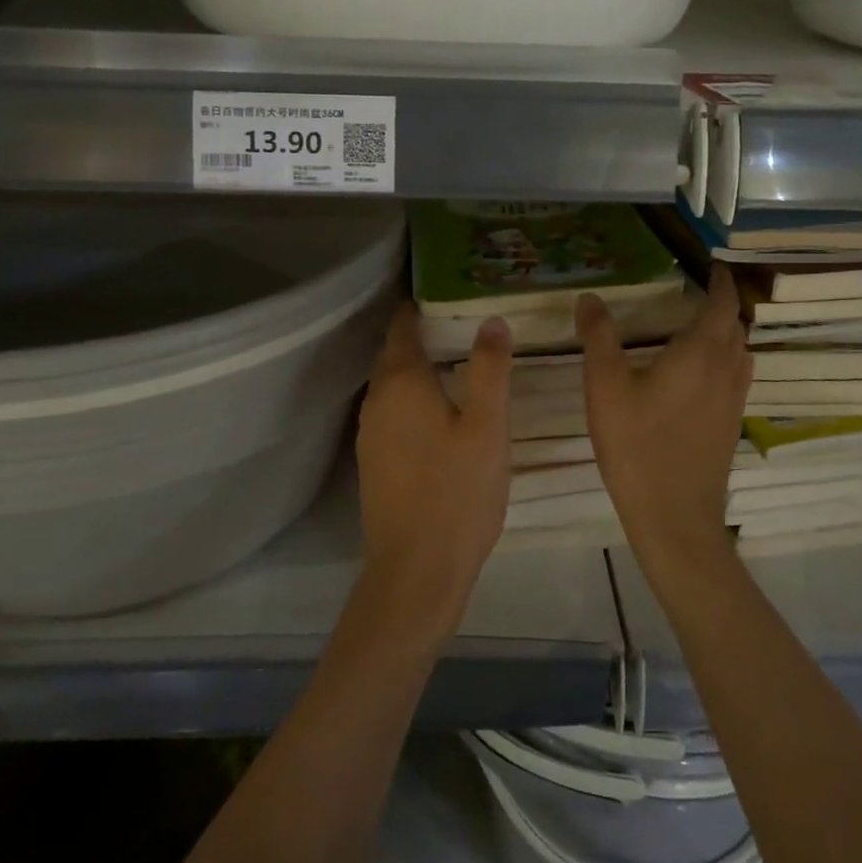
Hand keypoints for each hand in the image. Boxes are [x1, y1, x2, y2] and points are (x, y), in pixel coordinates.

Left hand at [354, 303, 512, 641]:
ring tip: (455, 361)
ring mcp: (370, 433)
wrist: (416, 571)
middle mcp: (377, 400)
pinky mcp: (374, 462)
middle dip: (419, 335)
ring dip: (416, 368)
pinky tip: (439, 410)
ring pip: (391, 385)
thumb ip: (489, 369)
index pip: (402, 327)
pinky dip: (412, 398)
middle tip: (459, 322)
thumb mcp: (487, 426)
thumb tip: (491, 320)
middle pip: (393, 354)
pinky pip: (392, 412)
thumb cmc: (457, 492)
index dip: (417, 307)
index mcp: (401, 383)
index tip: (443, 291)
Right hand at [578, 264, 751, 571]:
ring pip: (741, 353)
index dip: (719, 282)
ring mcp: (732, 401)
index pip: (720, 304)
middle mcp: (725, 371)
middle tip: (698, 293)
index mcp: (700, 353)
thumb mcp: (605, 386)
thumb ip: (598, 337)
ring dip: (727, 333)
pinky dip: (726, 359)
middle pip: (735, 327)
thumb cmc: (637, 446)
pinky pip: (737, 377)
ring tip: (700, 327)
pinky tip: (699, 374)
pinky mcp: (730, 425)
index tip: (711, 266)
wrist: (674, 517)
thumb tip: (590, 297)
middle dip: (721, 305)